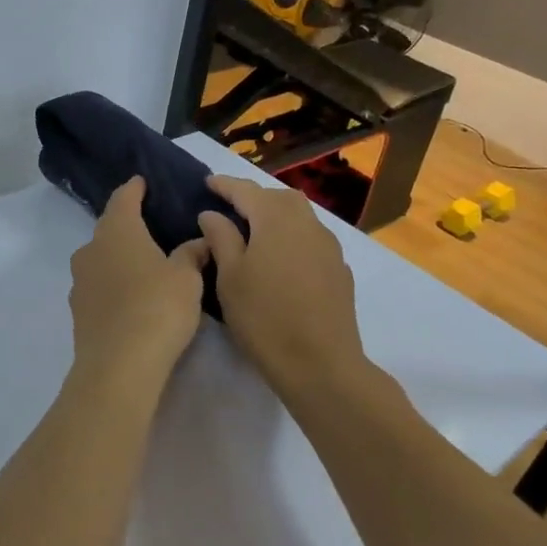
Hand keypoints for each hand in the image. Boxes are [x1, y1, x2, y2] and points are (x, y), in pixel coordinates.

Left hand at [67, 177, 209, 388]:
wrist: (118, 365)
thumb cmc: (157, 308)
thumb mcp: (187, 278)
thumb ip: (192, 254)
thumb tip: (200, 240)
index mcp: (117, 231)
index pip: (123, 198)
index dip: (134, 189)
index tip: (142, 182)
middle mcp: (91, 249)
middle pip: (109, 228)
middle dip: (126, 224)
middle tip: (149, 224)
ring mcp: (80, 282)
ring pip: (100, 258)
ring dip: (118, 257)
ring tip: (143, 263)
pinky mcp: (78, 311)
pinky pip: (98, 286)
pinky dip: (113, 284)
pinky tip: (130, 296)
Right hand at [198, 175, 364, 394]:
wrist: (320, 363)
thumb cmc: (264, 317)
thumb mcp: (229, 277)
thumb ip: (220, 238)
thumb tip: (212, 214)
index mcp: (276, 220)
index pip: (246, 190)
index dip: (225, 185)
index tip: (207, 182)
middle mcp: (307, 224)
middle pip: (278, 198)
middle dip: (254, 197)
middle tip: (230, 206)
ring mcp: (329, 247)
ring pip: (299, 217)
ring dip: (275, 216)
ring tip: (254, 230)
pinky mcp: (339, 270)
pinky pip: (311, 239)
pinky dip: (291, 237)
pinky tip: (280, 258)